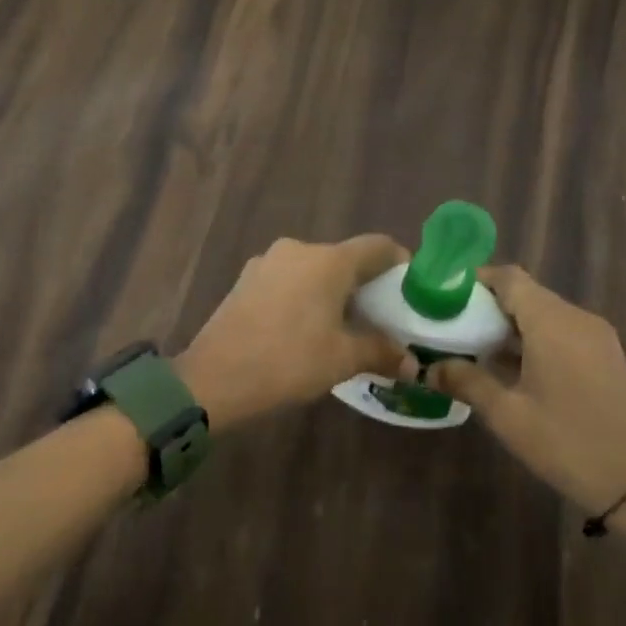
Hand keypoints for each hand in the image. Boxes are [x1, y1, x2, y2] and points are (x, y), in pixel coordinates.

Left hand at [177, 235, 408, 429]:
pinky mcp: (245, 280)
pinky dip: (304, 295)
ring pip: (312, 269)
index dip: (399, 262)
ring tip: (343, 325)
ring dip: (331, 291)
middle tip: (380, 316)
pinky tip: (304, 327)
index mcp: (327, 261)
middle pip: (343, 258)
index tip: (410, 288)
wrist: (214, 378)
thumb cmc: (288, 361)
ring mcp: (266, 262)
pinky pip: (287, 280)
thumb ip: (380, 351)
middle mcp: (298, 250)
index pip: (376, 246)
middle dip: (364, 283)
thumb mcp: (342, 359)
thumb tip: (412, 362)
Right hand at [430, 266, 625, 510]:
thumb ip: (466, 382)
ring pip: (543, 313)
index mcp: (553, 323)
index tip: (445, 298)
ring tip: (473, 347)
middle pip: (526, 293)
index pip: (509, 278)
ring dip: (509, 325)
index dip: (475, 281)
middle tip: (452, 326)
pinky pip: (561, 332)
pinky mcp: (605, 356)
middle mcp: (577, 319)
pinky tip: (509, 368)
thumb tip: (430, 368)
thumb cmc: (566, 443)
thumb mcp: (506, 414)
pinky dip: (532, 339)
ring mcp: (596, 337)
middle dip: (487, 306)